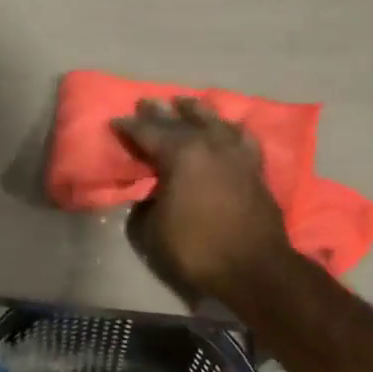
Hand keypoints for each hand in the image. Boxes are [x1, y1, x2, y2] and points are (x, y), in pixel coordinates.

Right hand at [113, 96, 293, 302]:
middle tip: (145, 103)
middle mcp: (209, 144)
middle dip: (159, 112)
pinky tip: (228, 127)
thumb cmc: (196, 249)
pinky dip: (231, 128)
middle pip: (180, 120)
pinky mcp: (256, 167)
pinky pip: (242, 137)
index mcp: (180, 154)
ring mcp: (236, 153)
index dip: (129, 126)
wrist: (254, 268)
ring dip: (196, 110)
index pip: (148, 132)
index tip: (116, 121)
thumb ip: (146, 204)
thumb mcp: (152, 230)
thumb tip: (151, 195)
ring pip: (214, 120)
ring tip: (185, 103)